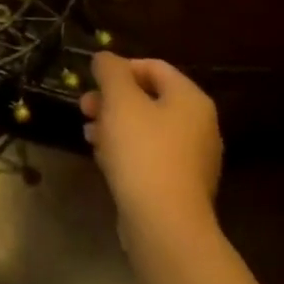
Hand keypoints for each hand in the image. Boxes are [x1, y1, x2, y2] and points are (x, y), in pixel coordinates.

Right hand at [81, 52, 222, 247]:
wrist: (164, 225)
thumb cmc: (143, 151)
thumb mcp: (120, 100)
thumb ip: (110, 71)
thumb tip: (105, 59)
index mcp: (191, 100)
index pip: (154, 67)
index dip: (119, 68)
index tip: (92, 81)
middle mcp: (199, 126)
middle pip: (148, 99)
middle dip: (111, 100)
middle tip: (84, 108)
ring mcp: (192, 160)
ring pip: (145, 129)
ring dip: (113, 125)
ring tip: (89, 135)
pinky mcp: (179, 187)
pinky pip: (149, 156)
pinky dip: (125, 151)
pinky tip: (103, 160)